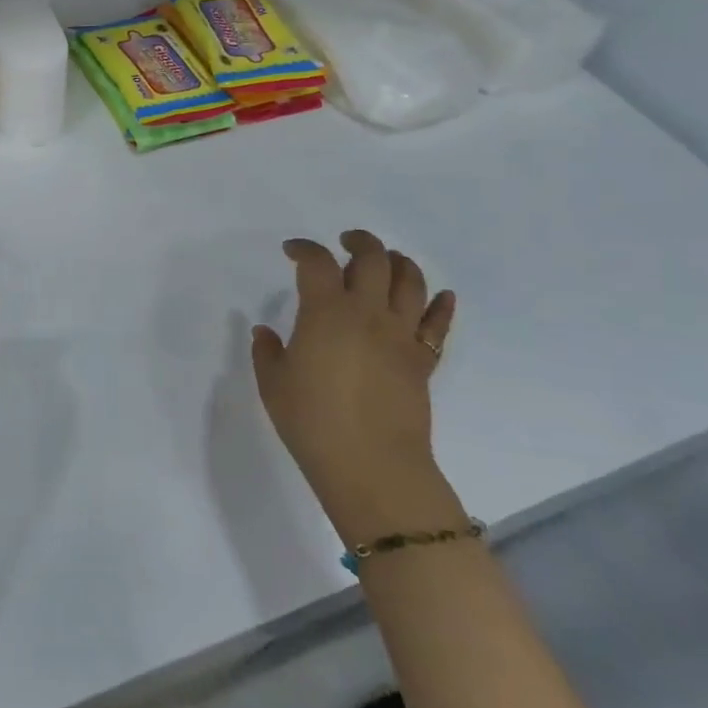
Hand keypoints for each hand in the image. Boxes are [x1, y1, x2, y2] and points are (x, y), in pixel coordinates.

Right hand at [251, 230, 458, 541]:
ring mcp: (400, 336)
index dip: (304, 248)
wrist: (371, 465)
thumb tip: (266, 332)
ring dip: (399, 263)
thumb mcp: (274, 384)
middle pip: (373, 259)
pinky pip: (438, 325)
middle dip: (359, 242)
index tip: (292, 251)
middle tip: (346, 242)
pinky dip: (441, 306)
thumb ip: (267, 352)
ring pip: (411, 282)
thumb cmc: (312, 421)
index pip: (317, 263)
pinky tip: (441, 296)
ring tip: (387, 260)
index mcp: (325, 312)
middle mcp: (367, 313)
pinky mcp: (422, 361)